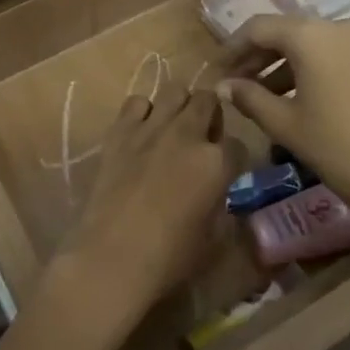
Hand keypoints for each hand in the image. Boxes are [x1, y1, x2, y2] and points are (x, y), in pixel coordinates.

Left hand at [48, 88, 237, 335]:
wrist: (111, 258)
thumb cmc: (169, 258)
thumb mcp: (214, 239)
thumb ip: (223, 206)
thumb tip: (220, 193)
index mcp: (216, 162)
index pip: (237, 144)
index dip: (234, 159)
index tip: (225, 172)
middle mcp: (186, 135)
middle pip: (208, 101)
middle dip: (211, 116)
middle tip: (203, 140)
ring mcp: (151, 128)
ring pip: (175, 91)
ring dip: (180, 106)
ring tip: (174, 129)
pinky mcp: (119, 131)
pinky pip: (136, 102)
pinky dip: (143, 112)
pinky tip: (142, 132)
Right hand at [218, 15, 349, 259]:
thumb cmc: (335, 147)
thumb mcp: (283, 123)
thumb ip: (248, 97)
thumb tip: (223, 86)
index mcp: (311, 35)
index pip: (259, 28)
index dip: (232, 49)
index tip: (216, 72)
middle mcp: (339, 27)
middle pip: (287, 32)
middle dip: (258, 56)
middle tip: (237, 83)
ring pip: (314, 44)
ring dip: (286, 64)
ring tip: (266, 96)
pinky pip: (338, 55)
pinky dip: (315, 69)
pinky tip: (304, 98)